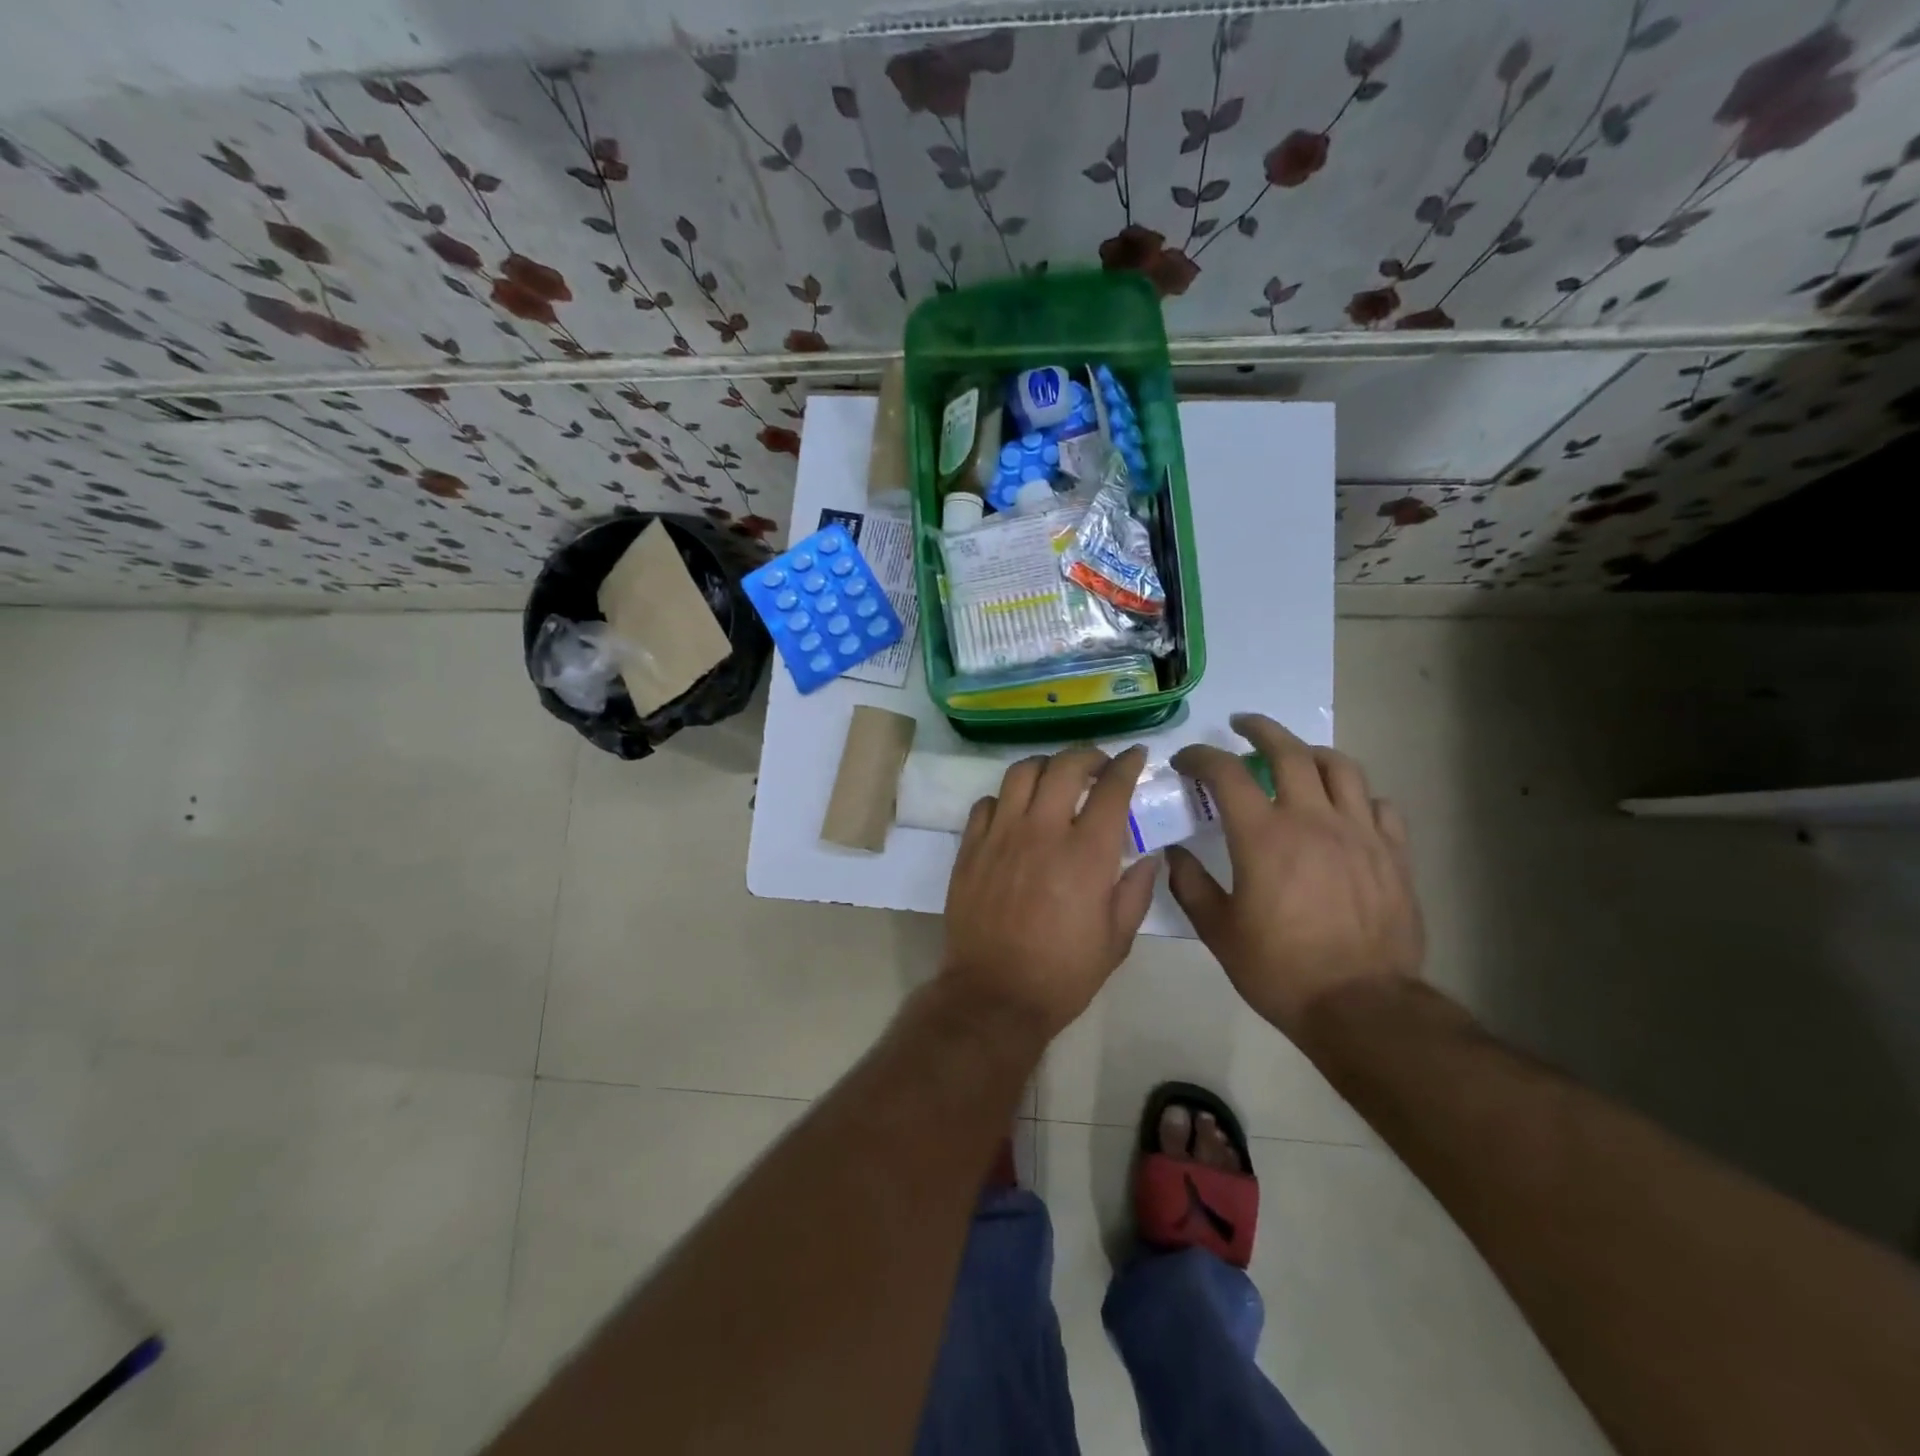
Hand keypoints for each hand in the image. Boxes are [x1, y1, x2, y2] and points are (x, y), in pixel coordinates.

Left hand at [940, 746, 1160, 1039]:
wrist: (994, 995)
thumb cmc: (1063, 973)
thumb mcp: (1117, 939)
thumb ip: (1137, 890)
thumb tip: (1149, 855)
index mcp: (1086, 853)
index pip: (1111, 788)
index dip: (1127, 764)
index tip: (1136, 756)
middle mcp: (1043, 831)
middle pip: (1064, 766)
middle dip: (1087, 755)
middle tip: (1097, 765)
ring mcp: (1001, 835)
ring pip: (1020, 773)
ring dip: (1045, 767)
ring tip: (1054, 779)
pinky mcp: (971, 848)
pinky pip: (986, 803)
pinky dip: (1005, 798)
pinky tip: (1015, 812)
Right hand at [1167, 714, 1423, 1041]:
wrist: (1362, 1006)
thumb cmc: (1280, 970)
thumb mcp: (1218, 932)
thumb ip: (1190, 885)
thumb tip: (1173, 853)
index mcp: (1264, 836)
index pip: (1226, 773)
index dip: (1201, 757)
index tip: (1186, 761)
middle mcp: (1313, 820)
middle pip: (1289, 751)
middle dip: (1260, 730)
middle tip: (1242, 726)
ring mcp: (1360, 833)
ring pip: (1340, 767)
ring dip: (1311, 752)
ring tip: (1296, 755)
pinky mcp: (1394, 854)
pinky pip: (1379, 805)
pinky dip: (1356, 796)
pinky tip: (1345, 807)